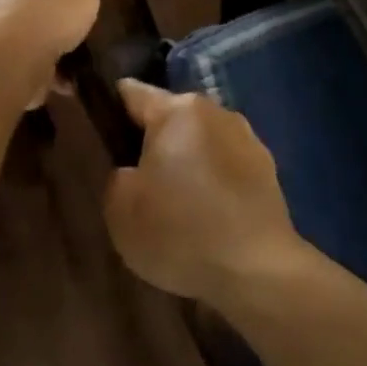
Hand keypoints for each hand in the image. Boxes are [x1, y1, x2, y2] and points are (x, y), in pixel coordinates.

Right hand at [103, 80, 307, 303]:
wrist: (258, 272)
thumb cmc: (180, 232)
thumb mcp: (120, 209)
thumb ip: (116, 175)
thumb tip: (132, 169)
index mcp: (177, 110)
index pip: (130, 93)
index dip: (108, 111)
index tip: (99, 139)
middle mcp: (215, 111)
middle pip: (169, 117)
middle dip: (150, 141)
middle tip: (135, 183)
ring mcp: (248, 138)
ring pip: (200, 142)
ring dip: (185, 162)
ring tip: (173, 204)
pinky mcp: (268, 169)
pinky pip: (225, 166)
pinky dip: (212, 182)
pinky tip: (205, 216)